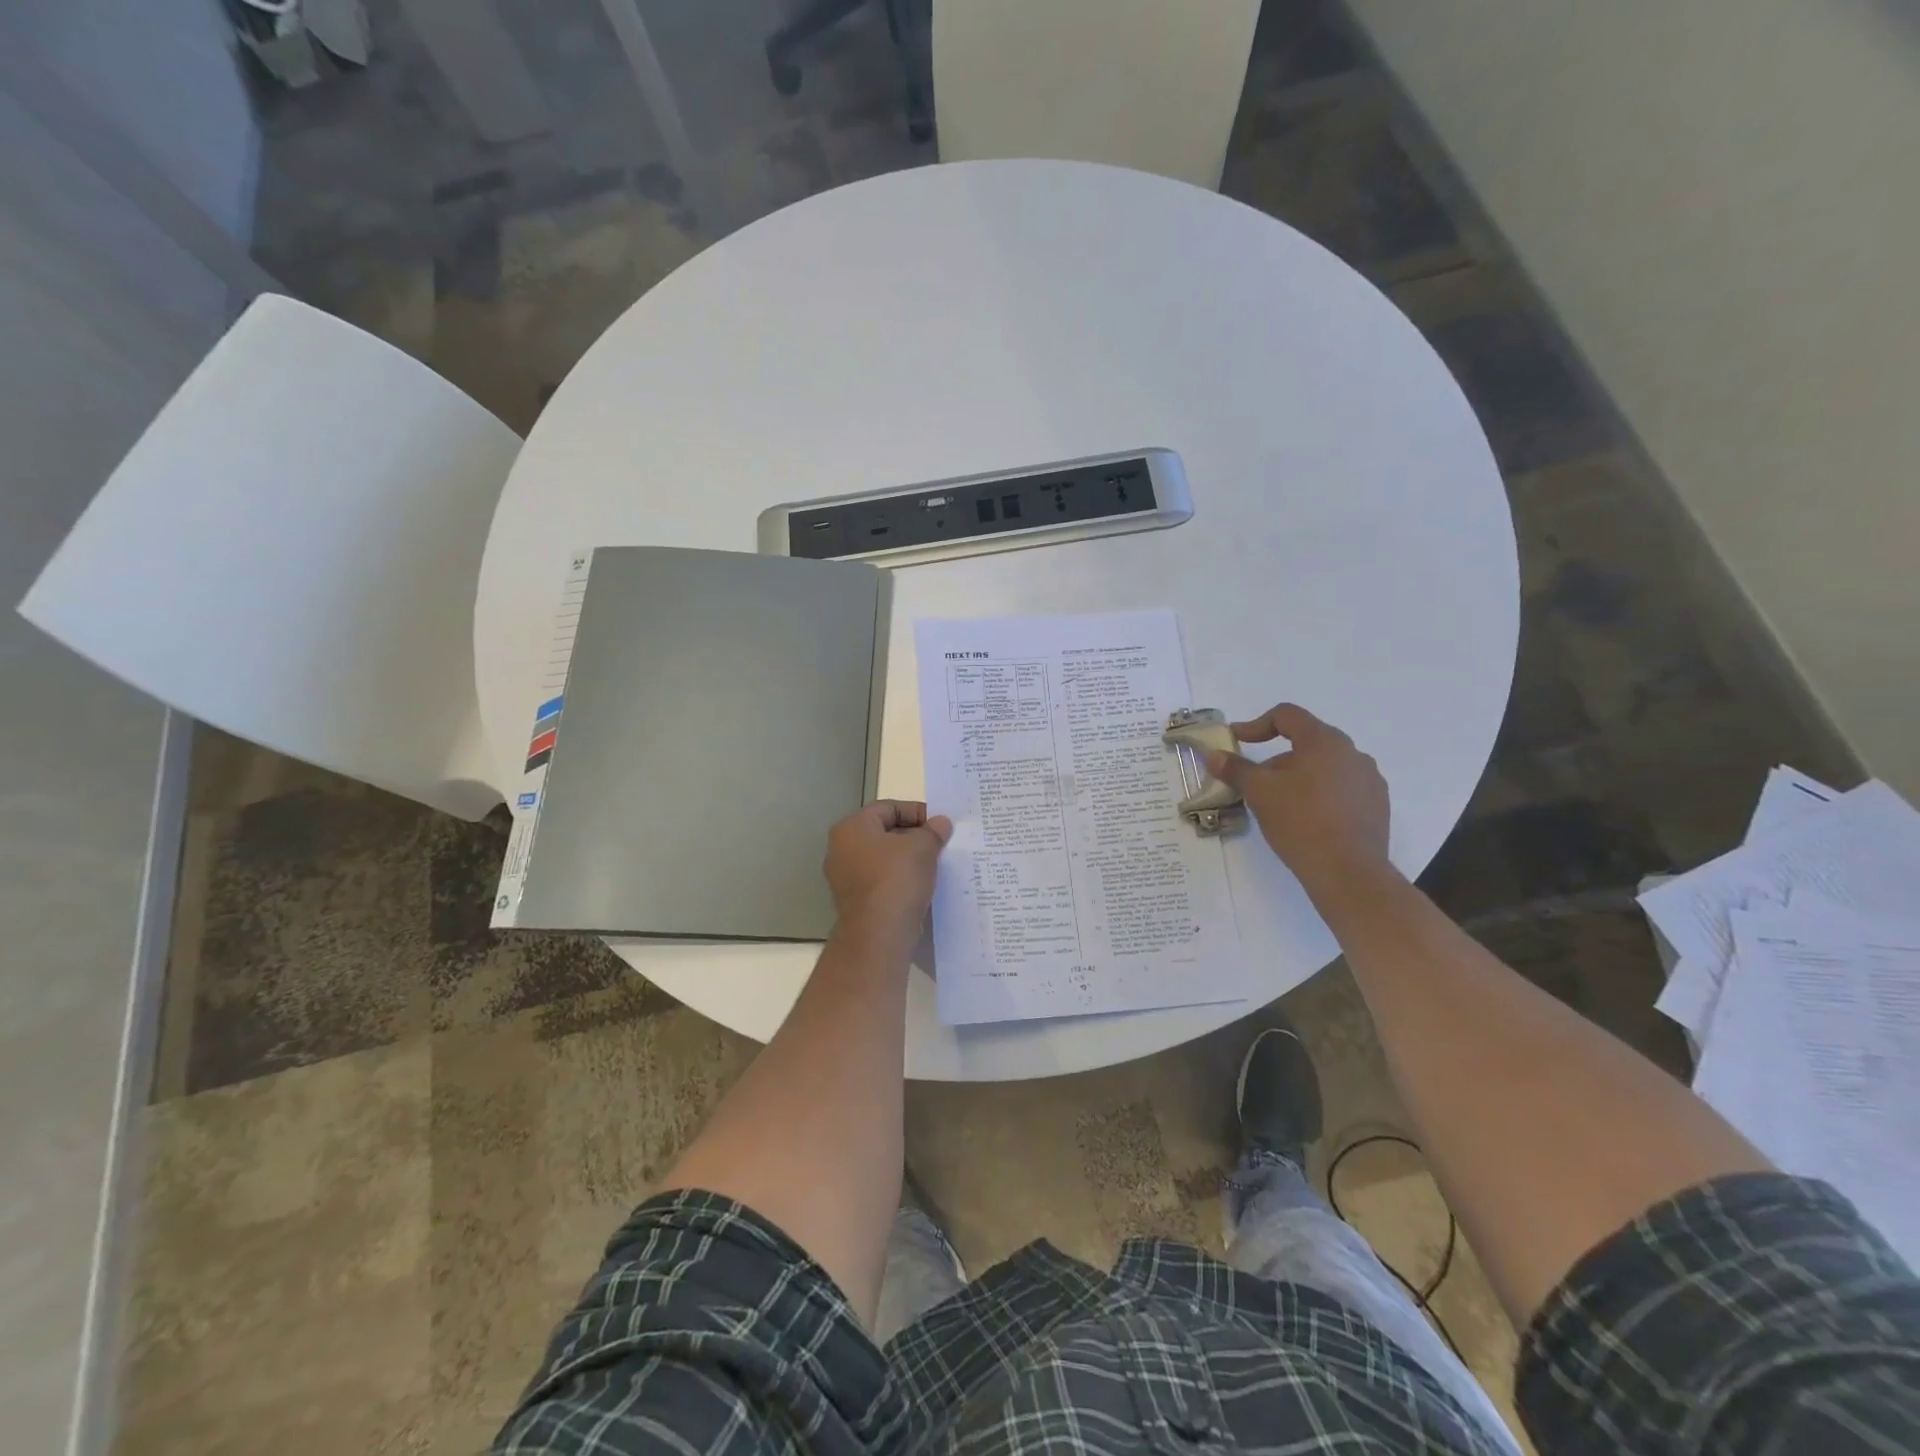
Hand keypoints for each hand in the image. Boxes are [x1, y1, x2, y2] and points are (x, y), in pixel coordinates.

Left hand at [823, 800, 952, 942]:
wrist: (878, 935)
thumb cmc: (897, 879)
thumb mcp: (922, 847)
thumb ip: (932, 831)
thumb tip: (940, 823)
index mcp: (851, 827)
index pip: (888, 808)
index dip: (917, 812)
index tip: (939, 825)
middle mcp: (841, 848)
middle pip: (883, 832)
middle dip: (913, 836)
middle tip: (939, 843)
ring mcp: (844, 877)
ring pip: (882, 858)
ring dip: (907, 859)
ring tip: (934, 864)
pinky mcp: (854, 901)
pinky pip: (880, 881)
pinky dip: (899, 879)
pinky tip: (920, 885)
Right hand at [1205, 704, 1391, 900]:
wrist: (1347, 871)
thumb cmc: (1299, 821)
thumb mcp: (1258, 792)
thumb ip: (1235, 768)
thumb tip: (1213, 754)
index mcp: (1324, 741)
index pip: (1287, 715)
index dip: (1257, 724)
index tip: (1238, 741)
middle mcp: (1352, 753)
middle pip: (1307, 742)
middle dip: (1276, 758)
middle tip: (1256, 780)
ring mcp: (1369, 780)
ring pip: (1325, 767)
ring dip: (1299, 776)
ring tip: (1280, 803)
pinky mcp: (1377, 806)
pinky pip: (1342, 788)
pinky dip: (1320, 794)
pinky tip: (1307, 819)